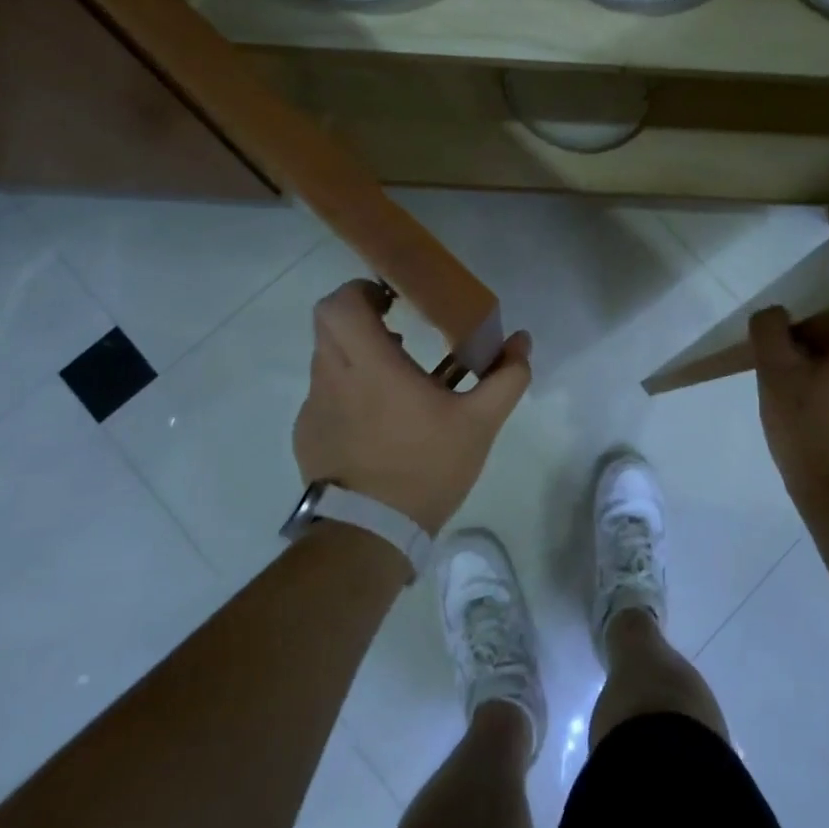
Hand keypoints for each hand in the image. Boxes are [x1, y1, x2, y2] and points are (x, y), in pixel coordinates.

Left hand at [293, 280, 532, 534]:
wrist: (369, 537)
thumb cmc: (425, 468)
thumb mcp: (479, 424)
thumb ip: (505, 377)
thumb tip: (522, 341)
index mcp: (371, 366)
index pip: (340, 304)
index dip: (361, 290)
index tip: (392, 299)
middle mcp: (333, 377)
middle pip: (327, 321)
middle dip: (358, 314)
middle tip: (394, 327)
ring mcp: (314, 407)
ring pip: (324, 356)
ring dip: (354, 351)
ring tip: (393, 375)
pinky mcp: (306, 434)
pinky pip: (323, 392)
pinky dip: (345, 388)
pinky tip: (376, 419)